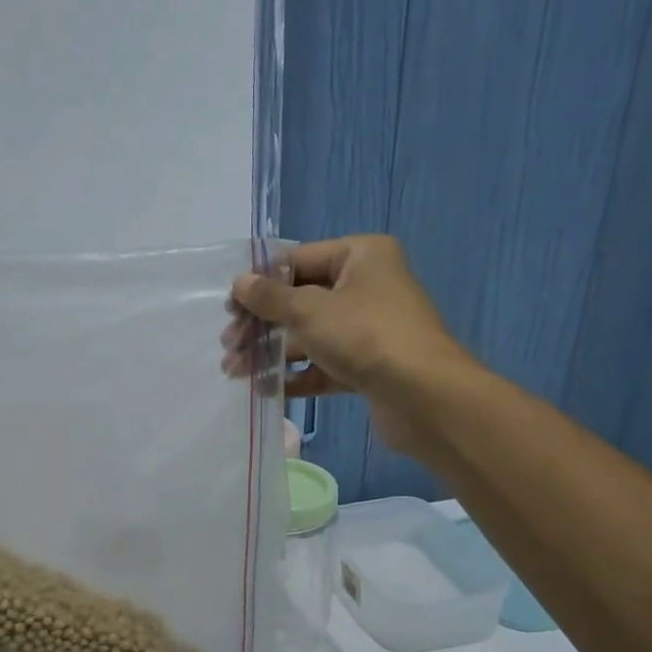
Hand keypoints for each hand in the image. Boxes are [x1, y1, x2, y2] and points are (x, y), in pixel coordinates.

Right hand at [228, 236, 468, 456]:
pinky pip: (323, 364)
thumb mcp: (308, 310)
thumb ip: (269, 298)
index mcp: (359, 256)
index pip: (297, 260)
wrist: (421, 395)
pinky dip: (296, 374)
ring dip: (271, 352)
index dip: (261, 283)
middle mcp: (366, 285)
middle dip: (261, 324)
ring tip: (236, 371)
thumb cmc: (364, 335)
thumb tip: (240, 283)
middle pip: (300, 300)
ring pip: (309, 335)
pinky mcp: (367, 364)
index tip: (230, 308)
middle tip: (230, 345)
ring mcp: (368, 328)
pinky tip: (265, 388)